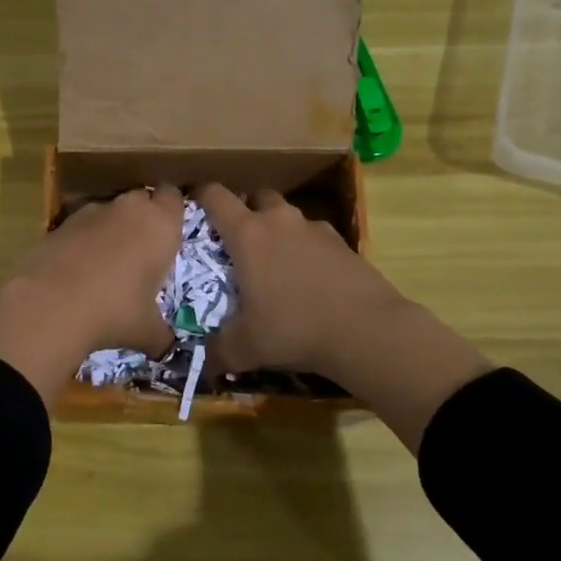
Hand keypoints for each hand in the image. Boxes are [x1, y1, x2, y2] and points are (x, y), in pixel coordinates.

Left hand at [0, 185, 183, 401]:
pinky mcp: (60, 223)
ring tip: (108, 264)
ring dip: (112, 228)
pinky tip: (78, 270)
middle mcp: (129, 209)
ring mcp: (91, 212)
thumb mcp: (147, 331)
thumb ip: (162, 335)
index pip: (174, 198)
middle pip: (142, 199)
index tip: (170, 234)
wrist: (50, 305)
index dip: (172, 212)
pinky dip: (83, 240)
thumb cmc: (115, 312)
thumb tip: (166, 349)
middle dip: (143, 218)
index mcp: (160, 225)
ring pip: (110, 211)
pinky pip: (81, 226)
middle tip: (143, 250)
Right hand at [195, 183, 491, 452]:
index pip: (215, 196)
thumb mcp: (247, 347)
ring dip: (277, 228)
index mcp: (247, 235)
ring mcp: (315, 229)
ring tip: (274, 261)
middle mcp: (280, 221)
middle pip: (257, 196)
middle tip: (238, 239)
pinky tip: (308, 277)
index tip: (193, 206)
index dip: (201, 195)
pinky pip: (314, 236)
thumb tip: (200, 365)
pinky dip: (306, 248)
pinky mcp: (343, 243)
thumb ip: (218, 352)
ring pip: (288, 215)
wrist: (367, 330)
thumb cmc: (294, 328)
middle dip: (245, 209)